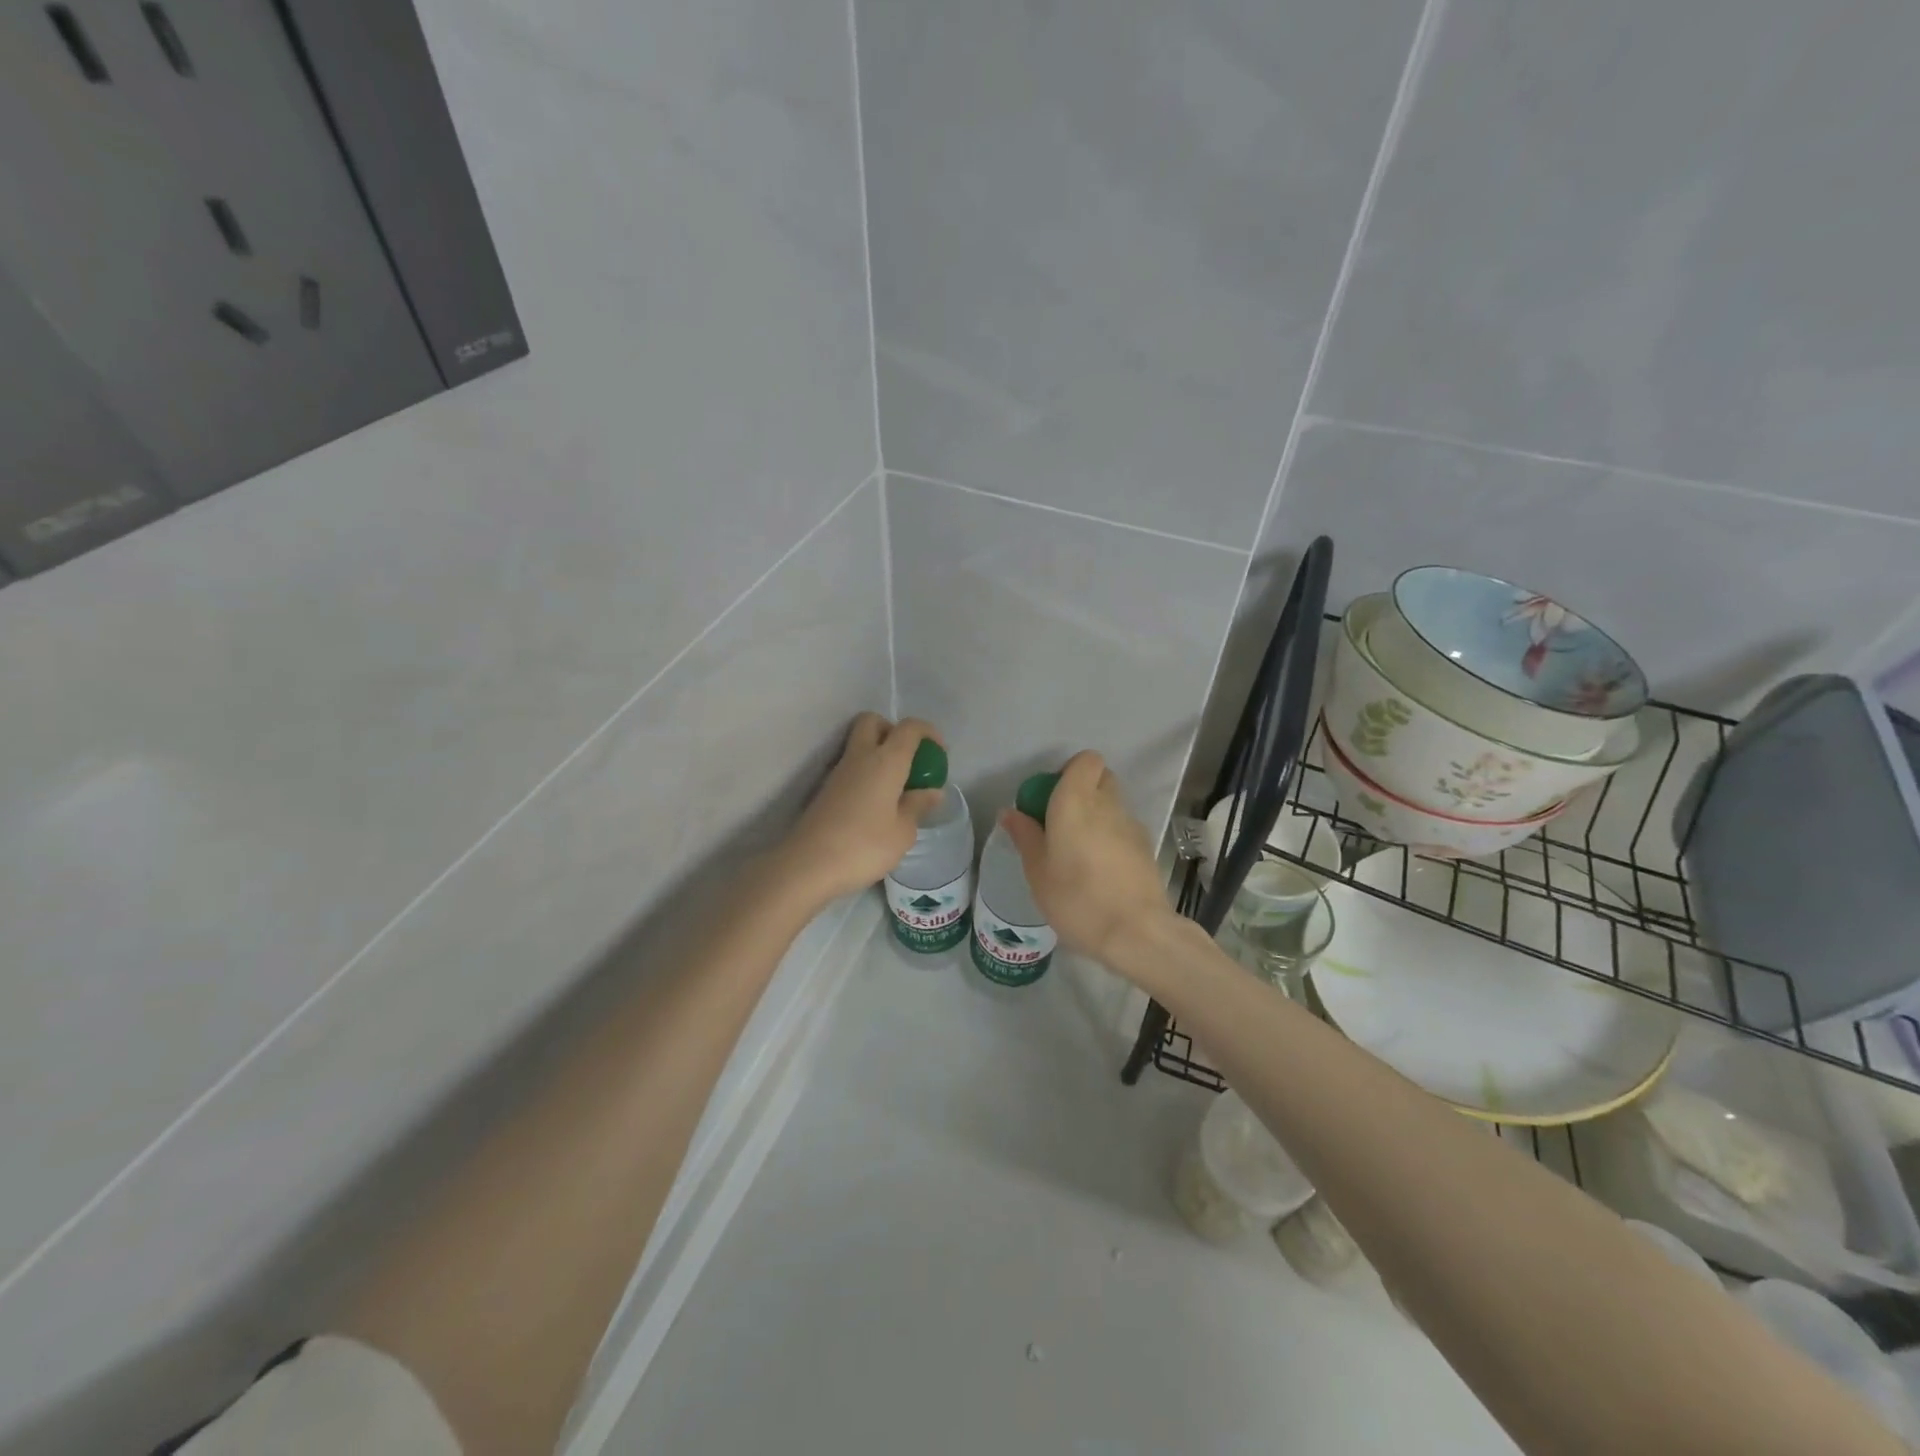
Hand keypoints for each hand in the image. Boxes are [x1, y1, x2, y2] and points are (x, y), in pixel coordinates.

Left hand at [775, 712, 945, 907]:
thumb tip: (932, 791)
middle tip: (909, 760)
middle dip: (893, 731)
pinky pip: (851, 767)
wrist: (808, 865)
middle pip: (873, 721)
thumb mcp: (903, 832)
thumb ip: (918, 806)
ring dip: (878, 754)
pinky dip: (866, 773)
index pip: (909, 728)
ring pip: (859, 744)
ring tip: (896, 787)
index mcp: (886, 761)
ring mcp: (838, 772)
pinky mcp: (826, 789)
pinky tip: (876, 803)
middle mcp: (860, 756)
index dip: (928, 732)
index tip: (939, 752)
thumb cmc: (864, 846)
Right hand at [998, 750, 1175, 964]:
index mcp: (1076, 800)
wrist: (1136, 932)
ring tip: (1077, 853)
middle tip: (1059, 823)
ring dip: (1096, 817)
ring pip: (1112, 805)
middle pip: (1100, 778)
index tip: (1050, 798)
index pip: (1086, 760)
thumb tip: (1010, 812)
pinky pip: (1122, 830)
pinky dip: (1110, 839)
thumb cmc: (1076, 898)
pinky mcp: (1145, 848)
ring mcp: (1131, 825)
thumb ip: (1025, 835)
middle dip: (1081, 791)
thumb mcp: (1037, 870)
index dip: (1069, 772)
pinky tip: (1098, 872)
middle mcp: (1108, 804)